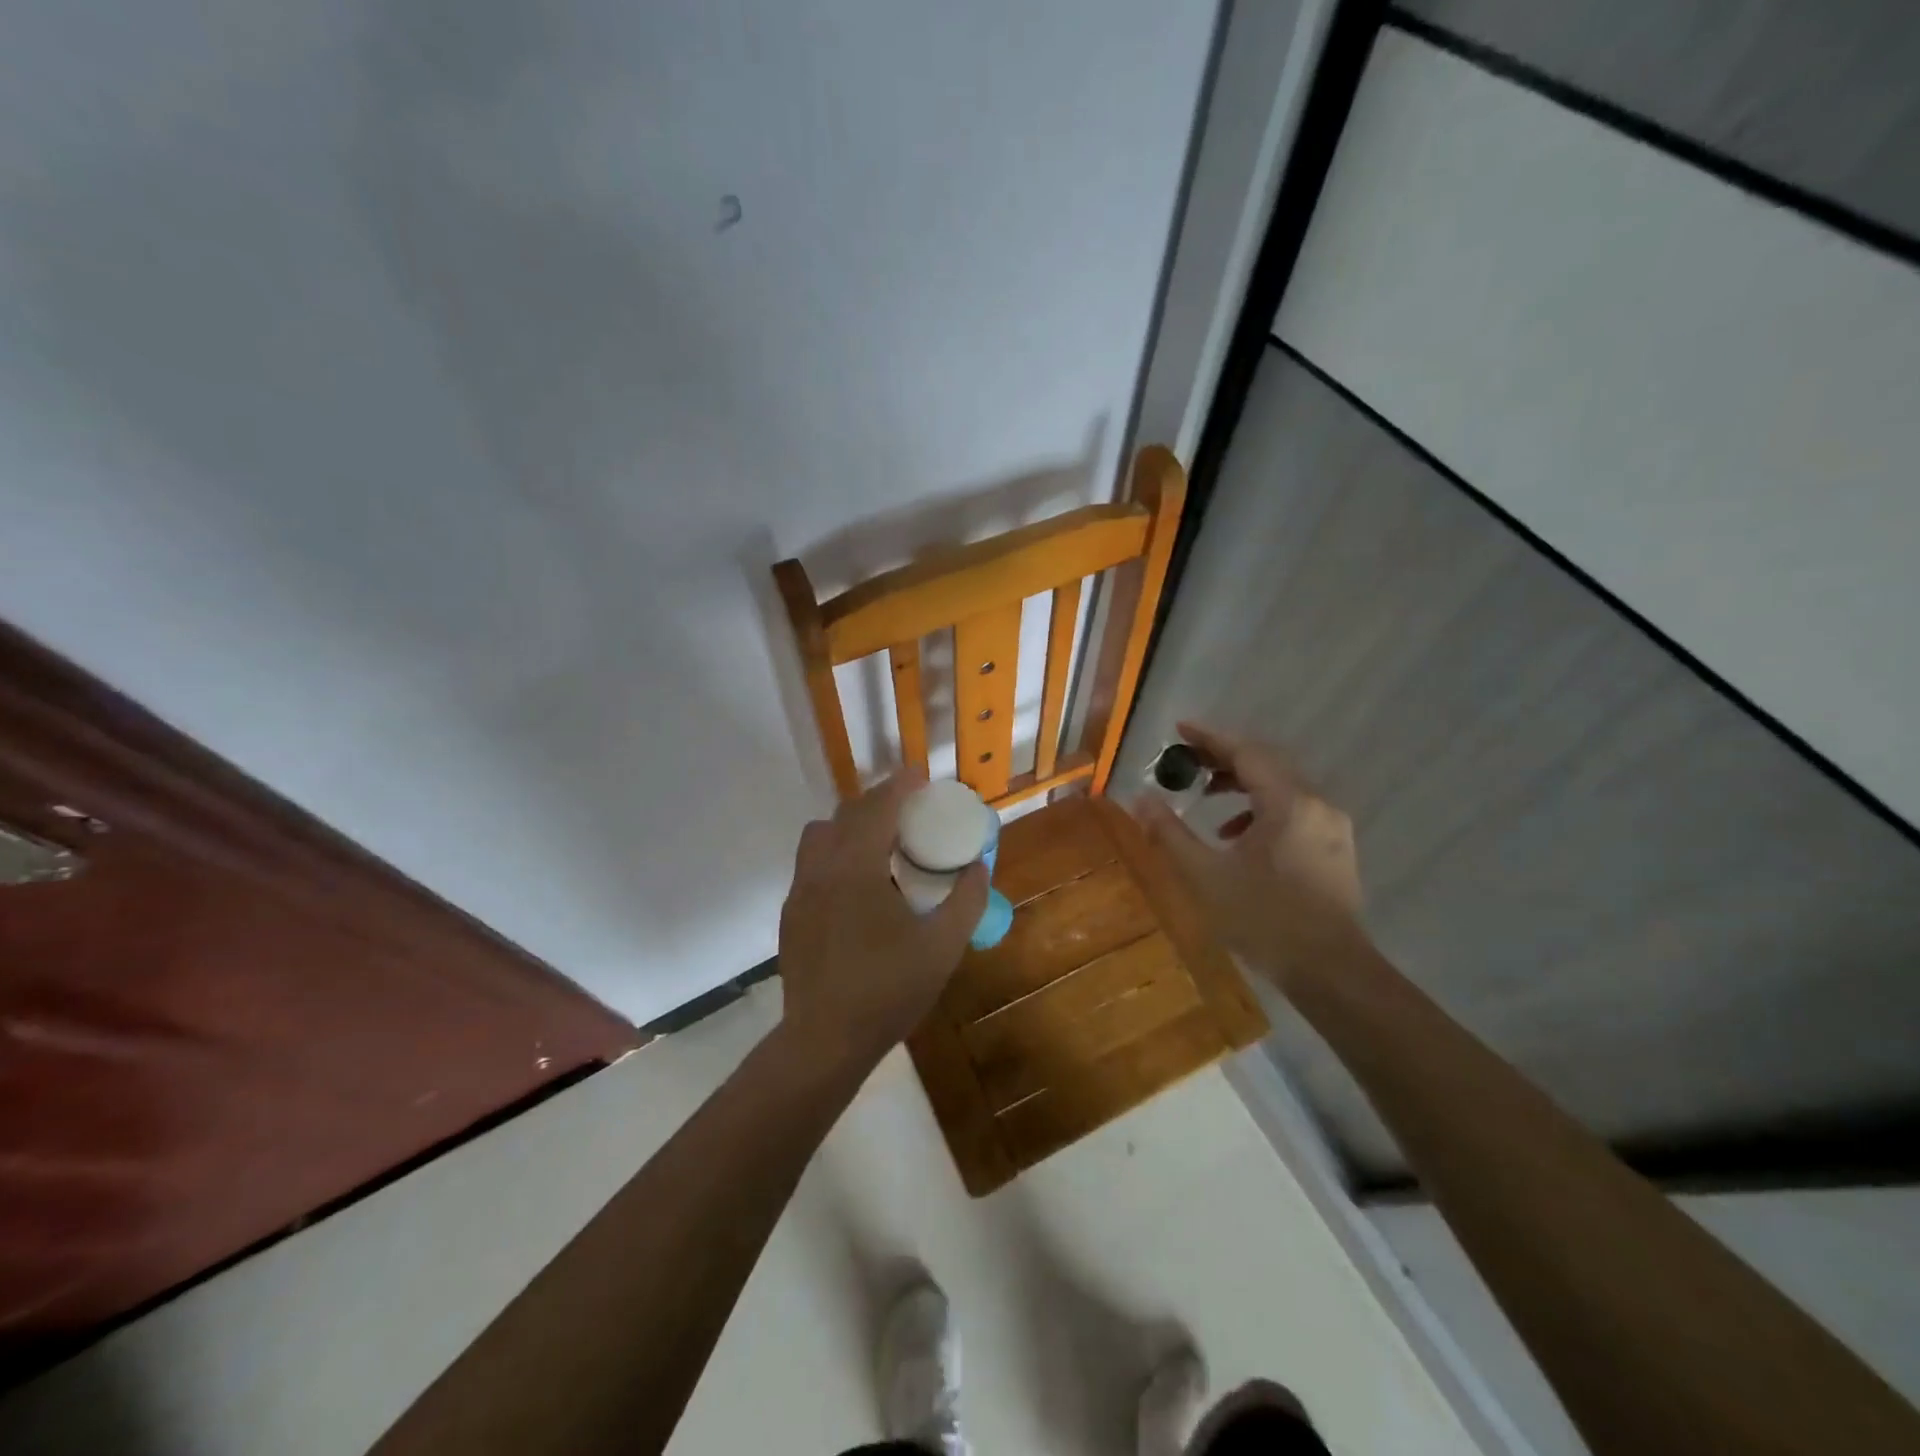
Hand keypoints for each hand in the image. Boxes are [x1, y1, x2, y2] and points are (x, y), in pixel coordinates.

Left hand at [777, 772, 988, 1068]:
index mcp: (858, 868)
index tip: (920, 777)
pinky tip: (855, 887)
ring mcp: (800, 890)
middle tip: (908, 813)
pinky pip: (810, 863)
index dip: (900, 784)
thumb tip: (979, 866)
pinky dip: (834, 854)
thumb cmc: (888, 990)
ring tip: (877, 845)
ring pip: (819, 835)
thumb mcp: (943, 947)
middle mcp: (822, 868)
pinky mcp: (791, 913)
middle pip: (847, 813)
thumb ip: (967, 900)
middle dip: (878, 802)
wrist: (825, 1040)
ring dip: (849, 826)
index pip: (878, 807)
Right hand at [1133, 723, 1364, 990]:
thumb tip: (1140, 798)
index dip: (1210, 738)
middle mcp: (1316, 804)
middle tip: (1186, 762)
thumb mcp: (1206, 876)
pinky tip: (1237, 835)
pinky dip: (1261, 808)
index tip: (1179, 730)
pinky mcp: (1335, 848)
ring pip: (1281, 786)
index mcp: (1288, 803)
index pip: (1245, 753)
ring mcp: (1331, 826)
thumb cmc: (1265, 920)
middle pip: (1266, 764)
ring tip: (1206, 797)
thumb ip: (1170, 833)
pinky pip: (1293, 808)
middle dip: (1223, 759)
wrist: (1331, 972)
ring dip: (1241, 784)